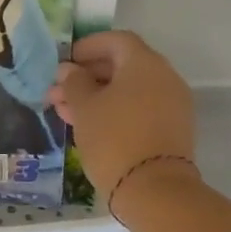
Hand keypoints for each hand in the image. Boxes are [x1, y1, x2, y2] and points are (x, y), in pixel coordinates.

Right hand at [51, 31, 196, 209]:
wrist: (156, 191)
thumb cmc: (114, 139)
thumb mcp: (84, 108)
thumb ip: (74, 83)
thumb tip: (69, 70)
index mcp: (145, 63)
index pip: (116, 40)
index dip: (88, 47)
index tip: (65, 62)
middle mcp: (164, 77)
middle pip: (123, 65)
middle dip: (87, 76)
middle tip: (58, 91)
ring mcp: (172, 104)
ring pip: (129, 90)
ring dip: (97, 96)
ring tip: (66, 112)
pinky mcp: (172, 129)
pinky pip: (140, 108)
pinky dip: (115, 110)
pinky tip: (89, 125)